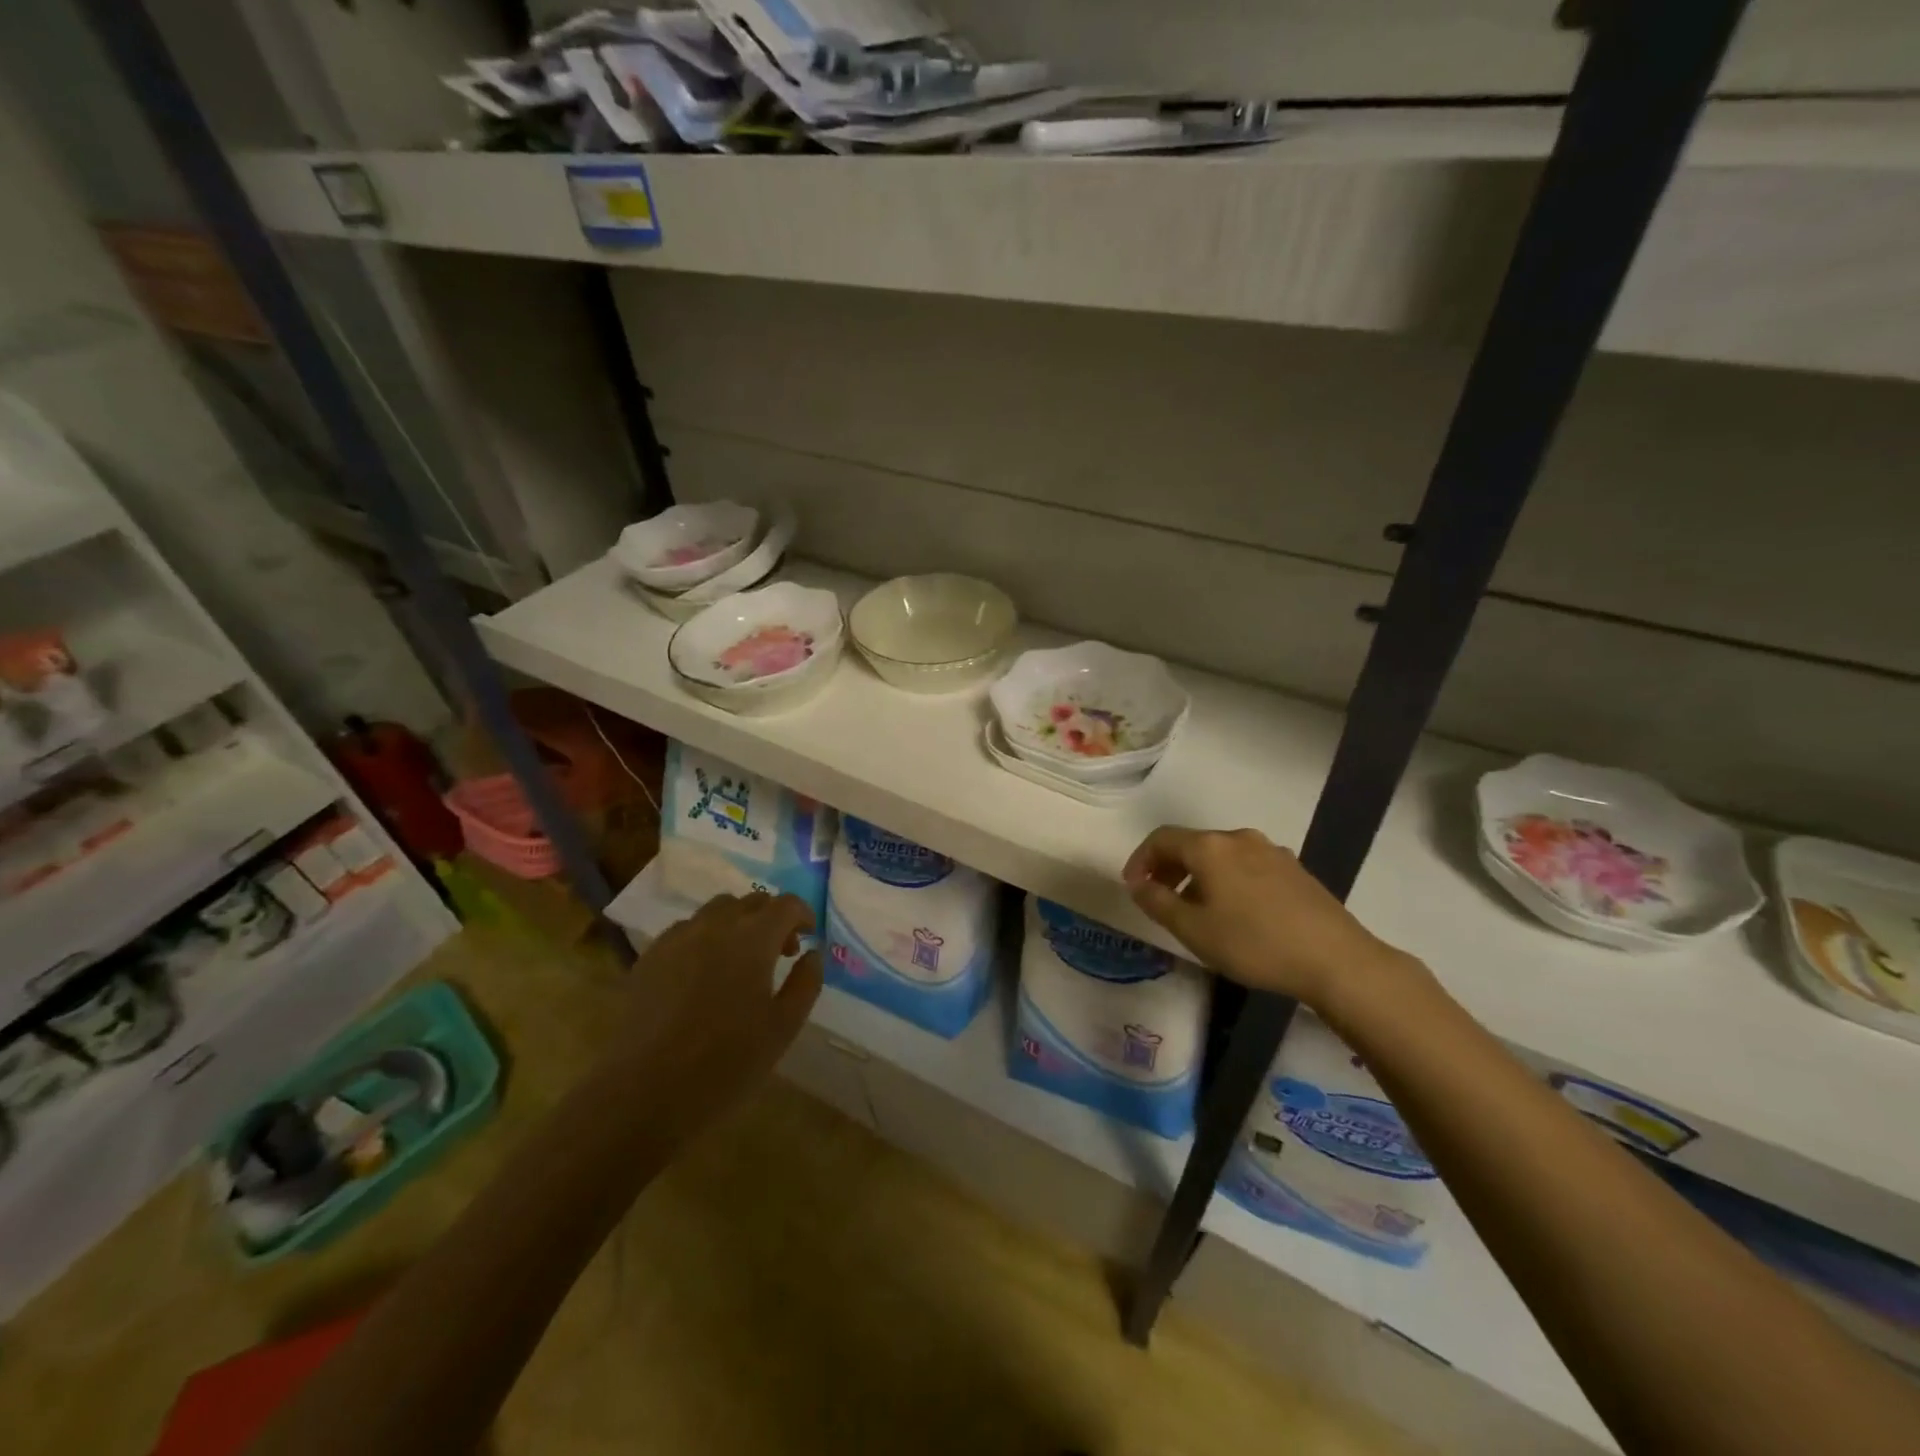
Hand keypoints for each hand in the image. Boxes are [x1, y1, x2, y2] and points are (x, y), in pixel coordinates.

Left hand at [612, 891, 822, 1138]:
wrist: (643, 1095)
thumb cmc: (725, 1064)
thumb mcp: (782, 1029)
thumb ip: (805, 984)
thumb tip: (812, 954)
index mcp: (752, 939)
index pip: (786, 904)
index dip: (802, 914)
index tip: (808, 937)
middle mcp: (715, 926)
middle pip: (751, 902)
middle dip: (771, 918)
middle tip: (780, 953)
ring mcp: (677, 938)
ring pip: (716, 911)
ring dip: (737, 924)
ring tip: (740, 961)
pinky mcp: (650, 957)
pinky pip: (686, 930)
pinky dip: (705, 938)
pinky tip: (703, 974)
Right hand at [1123, 826, 1402, 1009]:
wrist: (1335, 959)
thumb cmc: (1253, 943)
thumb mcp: (1193, 930)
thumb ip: (1158, 902)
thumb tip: (1138, 885)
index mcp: (1209, 847)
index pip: (1161, 839)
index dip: (1140, 860)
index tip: (1133, 887)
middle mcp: (1238, 838)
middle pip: (1191, 844)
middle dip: (1168, 868)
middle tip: (1158, 898)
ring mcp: (1271, 851)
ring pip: (1220, 856)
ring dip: (1198, 876)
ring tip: (1195, 910)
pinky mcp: (1294, 869)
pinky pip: (1246, 866)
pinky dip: (1226, 880)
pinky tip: (1234, 913)